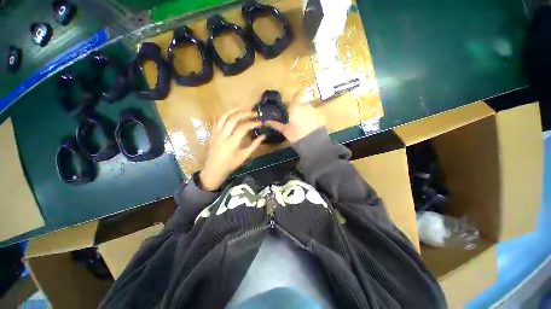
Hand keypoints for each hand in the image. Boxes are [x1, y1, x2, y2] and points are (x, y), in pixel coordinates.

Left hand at [199, 109, 264, 190]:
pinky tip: (231, 114)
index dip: (253, 123)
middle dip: (245, 113)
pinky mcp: (212, 133)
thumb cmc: (230, 165)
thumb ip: (254, 145)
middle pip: (233, 119)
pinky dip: (225, 115)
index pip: (243, 128)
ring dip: (234, 110)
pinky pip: (217, 121)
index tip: (260, 122)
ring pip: (223, 117)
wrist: (213, 170)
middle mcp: (223, 135)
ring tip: (243, 108)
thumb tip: (263, 136)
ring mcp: (216, 133)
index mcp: (232, 143)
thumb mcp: (244, 156)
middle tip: (253, 112)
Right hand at [265, 102, 325, 142]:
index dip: (285, 109)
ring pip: (307, 110)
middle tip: (294, 122)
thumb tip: (265, 121)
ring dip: (304, 114)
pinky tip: (311, 126)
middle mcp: (306, 105)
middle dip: (296, 112)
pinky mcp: (322, 116)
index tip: (285, 115)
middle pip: (298, 105)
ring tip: (303, 125)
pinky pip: (314, 115)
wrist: (314, 144)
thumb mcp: (285, 131)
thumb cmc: (296, 136)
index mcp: (295, 107)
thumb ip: (275, 124)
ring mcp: (315, 110)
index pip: (288, 103)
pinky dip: (312, 118)